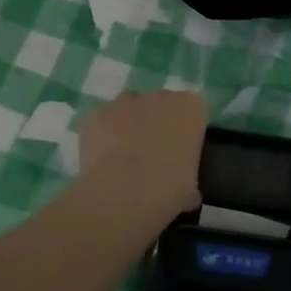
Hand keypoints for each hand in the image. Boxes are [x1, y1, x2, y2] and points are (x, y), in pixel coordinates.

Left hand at [74, 89, 205, 230]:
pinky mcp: (97, 114)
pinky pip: (102, 122)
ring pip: (129, 109)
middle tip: (154, 156)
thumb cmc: (170, 189)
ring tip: (125, 159)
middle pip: (160, 104)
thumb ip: (189, 176)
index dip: (186, 130)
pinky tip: (102, 161)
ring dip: (128, 126)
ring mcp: (125, 102)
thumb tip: (186, 188)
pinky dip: (102, 136)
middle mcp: (160, 96)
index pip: (193, 110)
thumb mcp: (192, 188)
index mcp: (191, 108)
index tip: (182, 152)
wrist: (126, 193)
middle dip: (157, 124)